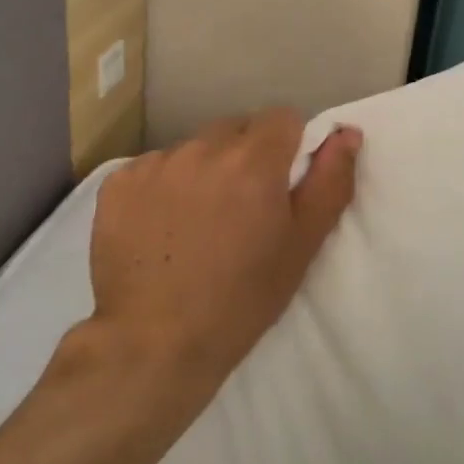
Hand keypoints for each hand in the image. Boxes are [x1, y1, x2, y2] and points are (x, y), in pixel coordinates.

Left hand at [83, 109, 360, 428]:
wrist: (153, 344)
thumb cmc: (241, 300)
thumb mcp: (301, 246)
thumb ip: (329, 181)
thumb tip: (346, 132)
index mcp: (253, 161)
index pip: (282, 118)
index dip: (288, 147)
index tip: (281, 186)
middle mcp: (202, 148)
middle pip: (236, 130)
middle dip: (245, 157)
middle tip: (241, 209)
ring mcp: (155, 164)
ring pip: (194, 148)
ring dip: (204, 171)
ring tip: (198, 223)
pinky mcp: (118, 183)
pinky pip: (154, 168)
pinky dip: (163, 188)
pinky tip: (160, 229)